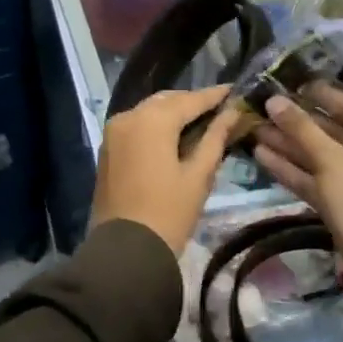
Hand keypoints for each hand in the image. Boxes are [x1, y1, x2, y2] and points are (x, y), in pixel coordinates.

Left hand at [91, 85, 239, 255]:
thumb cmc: (169, 212)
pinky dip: (156, 125)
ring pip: (150, 111)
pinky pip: (136, 125)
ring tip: (200, 123)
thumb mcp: (199, 175)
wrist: (125, 251)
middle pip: (167, 101)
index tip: (235, 90)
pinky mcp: (107, 147)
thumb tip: (232, 113)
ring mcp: (114, 131)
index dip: (214, 96)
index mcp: (153, 119)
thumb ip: (215, 138)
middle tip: (219, 110)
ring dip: (173, 113)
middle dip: (192, 103)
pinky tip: (174, 137)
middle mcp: (129, 116)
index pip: (190, 100)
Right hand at [253, 85, 342, 269]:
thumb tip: (273, 100)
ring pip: (320, 157)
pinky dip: (292, 169)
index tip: (292, 83)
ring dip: (289, 145)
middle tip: (265, 108)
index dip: (321, 95)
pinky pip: (316, 179)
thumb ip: (301, 129)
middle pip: (333, 133)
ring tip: (255, 130)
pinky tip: (262, 156)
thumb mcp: (332, 161)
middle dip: (297, 124)